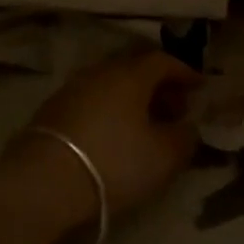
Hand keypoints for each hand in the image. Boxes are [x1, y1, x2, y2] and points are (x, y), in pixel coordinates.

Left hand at [22, 49, 201, 217]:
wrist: (44, 182)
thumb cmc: (114, 162)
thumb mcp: (164, 156)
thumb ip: (184, 138)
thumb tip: (189, 126)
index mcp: (129, 75)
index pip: (162, 61)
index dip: (184, 72)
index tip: (199, 87)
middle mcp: (99, 73)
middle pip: (134, 70)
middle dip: (158, 87)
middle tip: (175, 109)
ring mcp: (71, 89)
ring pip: (110, 86)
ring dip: (131, 100)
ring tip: (145, 126)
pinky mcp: (51, 111)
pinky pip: (91, 101)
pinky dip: (109, 111)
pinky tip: (113, 136)